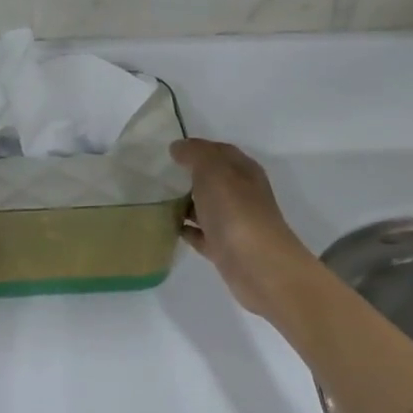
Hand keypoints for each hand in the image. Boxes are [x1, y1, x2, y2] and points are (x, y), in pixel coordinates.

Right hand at [171, 138, 315, 319]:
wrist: (257, 265)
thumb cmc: (236, 212)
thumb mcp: (213, 172)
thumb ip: (195, 155)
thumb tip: (178, 147)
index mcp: (243, 172)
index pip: (220, 151)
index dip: (196, 148)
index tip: (168, 151)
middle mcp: (241, 194)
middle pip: (212, 180)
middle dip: (188, 176)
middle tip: (156, 176)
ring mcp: (233, 223)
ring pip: (205, 207)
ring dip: (184, 203)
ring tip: (155, 200)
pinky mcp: (223, 248)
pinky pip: (200, 234)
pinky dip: (186, 229)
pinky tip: (167, 227)